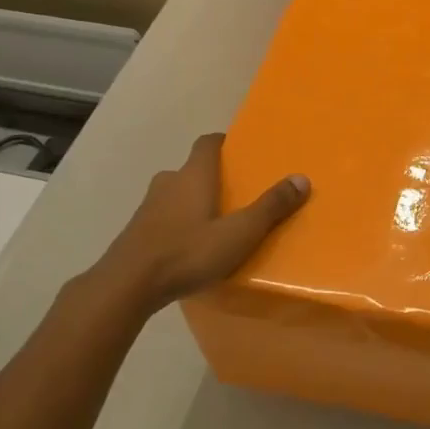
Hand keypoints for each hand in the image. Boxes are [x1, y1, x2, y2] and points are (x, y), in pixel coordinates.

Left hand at [85, 133, 308, 318]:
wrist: (127, 285)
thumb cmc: (188, 252)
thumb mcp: (239, 233)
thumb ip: (271, 207)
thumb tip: (302, 178)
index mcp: (193, 175)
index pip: (207, 143)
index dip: (223, 143)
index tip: (240, 152)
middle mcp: (168, 182)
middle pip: (191, 169)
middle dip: (211, 177)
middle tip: (234, 194)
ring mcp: (148, 207)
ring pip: (175, 194)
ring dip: (192, 201)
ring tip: (215, 223)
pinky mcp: (136, 232)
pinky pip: (163, 218)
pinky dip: (178, 224)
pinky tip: (190, 247)